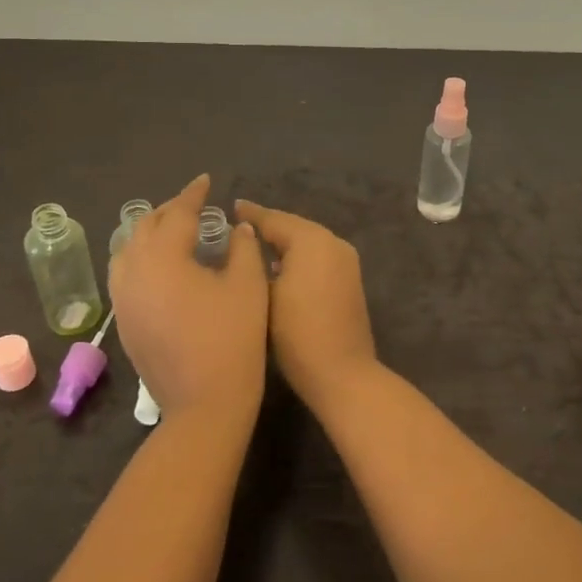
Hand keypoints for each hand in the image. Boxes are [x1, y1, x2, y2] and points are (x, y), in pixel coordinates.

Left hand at [109, 176, 267, 420]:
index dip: (193, 194)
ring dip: (150, 234)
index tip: (206, 181)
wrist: (204, 404)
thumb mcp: (248, 286)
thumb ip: (243, 248)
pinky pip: (125, 275)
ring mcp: (123, 299)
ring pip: (128, 250)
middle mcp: (133, 271)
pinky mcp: (123, 322)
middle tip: (194, 206)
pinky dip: (141, 259)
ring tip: (174, 231)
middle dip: (169, 211)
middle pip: (145, 227)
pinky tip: (161, 267)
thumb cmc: (232, 339)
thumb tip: (237, 229)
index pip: (177, 213)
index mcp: (162, 257)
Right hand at [234, 201, 378, 404]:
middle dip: (268, 227)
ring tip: (253, 247)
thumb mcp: (265, 295)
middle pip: (295, 228)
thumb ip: (256, 263)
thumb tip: (250, 243)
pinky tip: (278, 268)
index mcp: (313, 241)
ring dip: (284, 243)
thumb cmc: (297, 333)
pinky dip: (298, 258)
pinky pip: (318, 259)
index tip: (231, 207)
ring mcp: (346, 263)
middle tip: (238, 226)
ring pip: (308, 243)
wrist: (342, 374)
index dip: (251, 214)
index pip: (275, 220)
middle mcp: (334, 244)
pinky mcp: (350, 282)